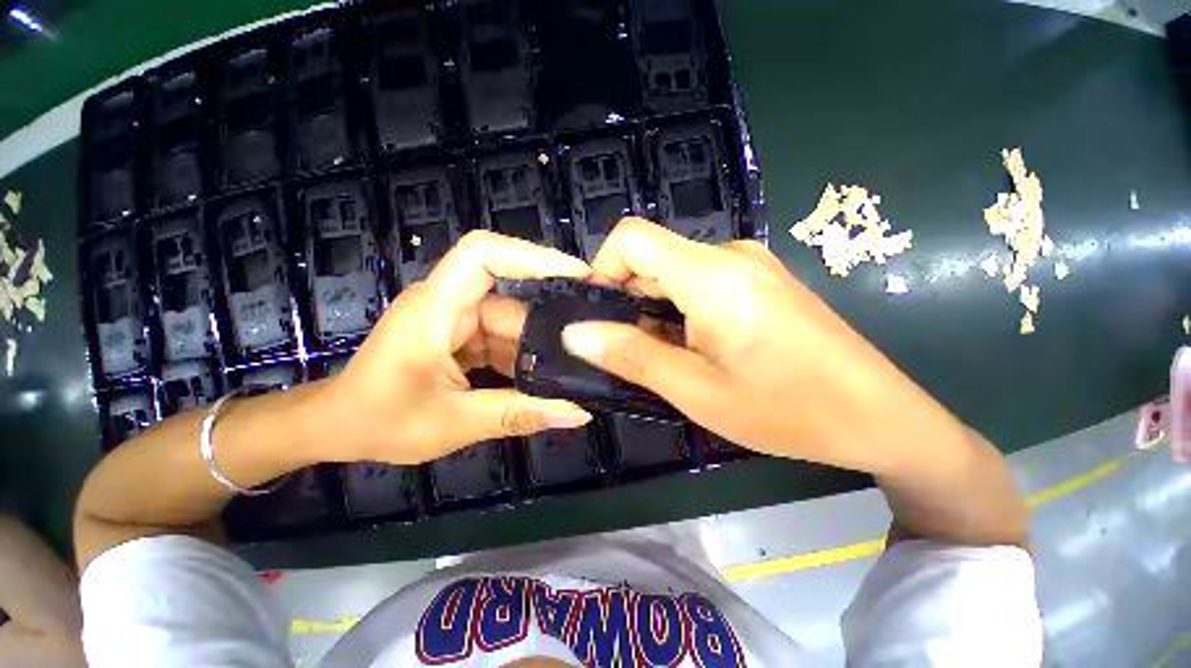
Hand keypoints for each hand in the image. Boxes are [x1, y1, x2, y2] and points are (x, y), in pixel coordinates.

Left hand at [313, 231, 593, 464]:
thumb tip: (579, 412)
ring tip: (574, 374)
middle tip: (589, 353)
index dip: (534, 256)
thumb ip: (517, 414)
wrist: (336, 427)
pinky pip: (503, 342)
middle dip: (549, 330)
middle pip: (512, 303)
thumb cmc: (377, 420)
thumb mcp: (452, 422)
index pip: (485, 255)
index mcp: (436, 308)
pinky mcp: (462, 337)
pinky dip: (523, 361)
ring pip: (512, 326)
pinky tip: (543, 383)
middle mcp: (449, 305)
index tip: (579, 274)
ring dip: (538, 352)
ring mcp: (457, 321)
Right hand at [561, 218, 920, 471]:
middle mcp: (729, 255)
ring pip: (673, 273)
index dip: (602, 270)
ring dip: (655, 310)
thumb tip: (574, 333)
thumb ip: (631, 355)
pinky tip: (696, 347)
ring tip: (667, 357)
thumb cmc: (787, 410)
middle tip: (632, 351)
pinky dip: (680, 310)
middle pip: (651, 258)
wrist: (878, 415)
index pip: (631, 237)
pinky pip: (699, 282)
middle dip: (628, 301)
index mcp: (711, 275)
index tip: (598, 315)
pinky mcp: (759, 280)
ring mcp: (749, 265)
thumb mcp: (696, 390)